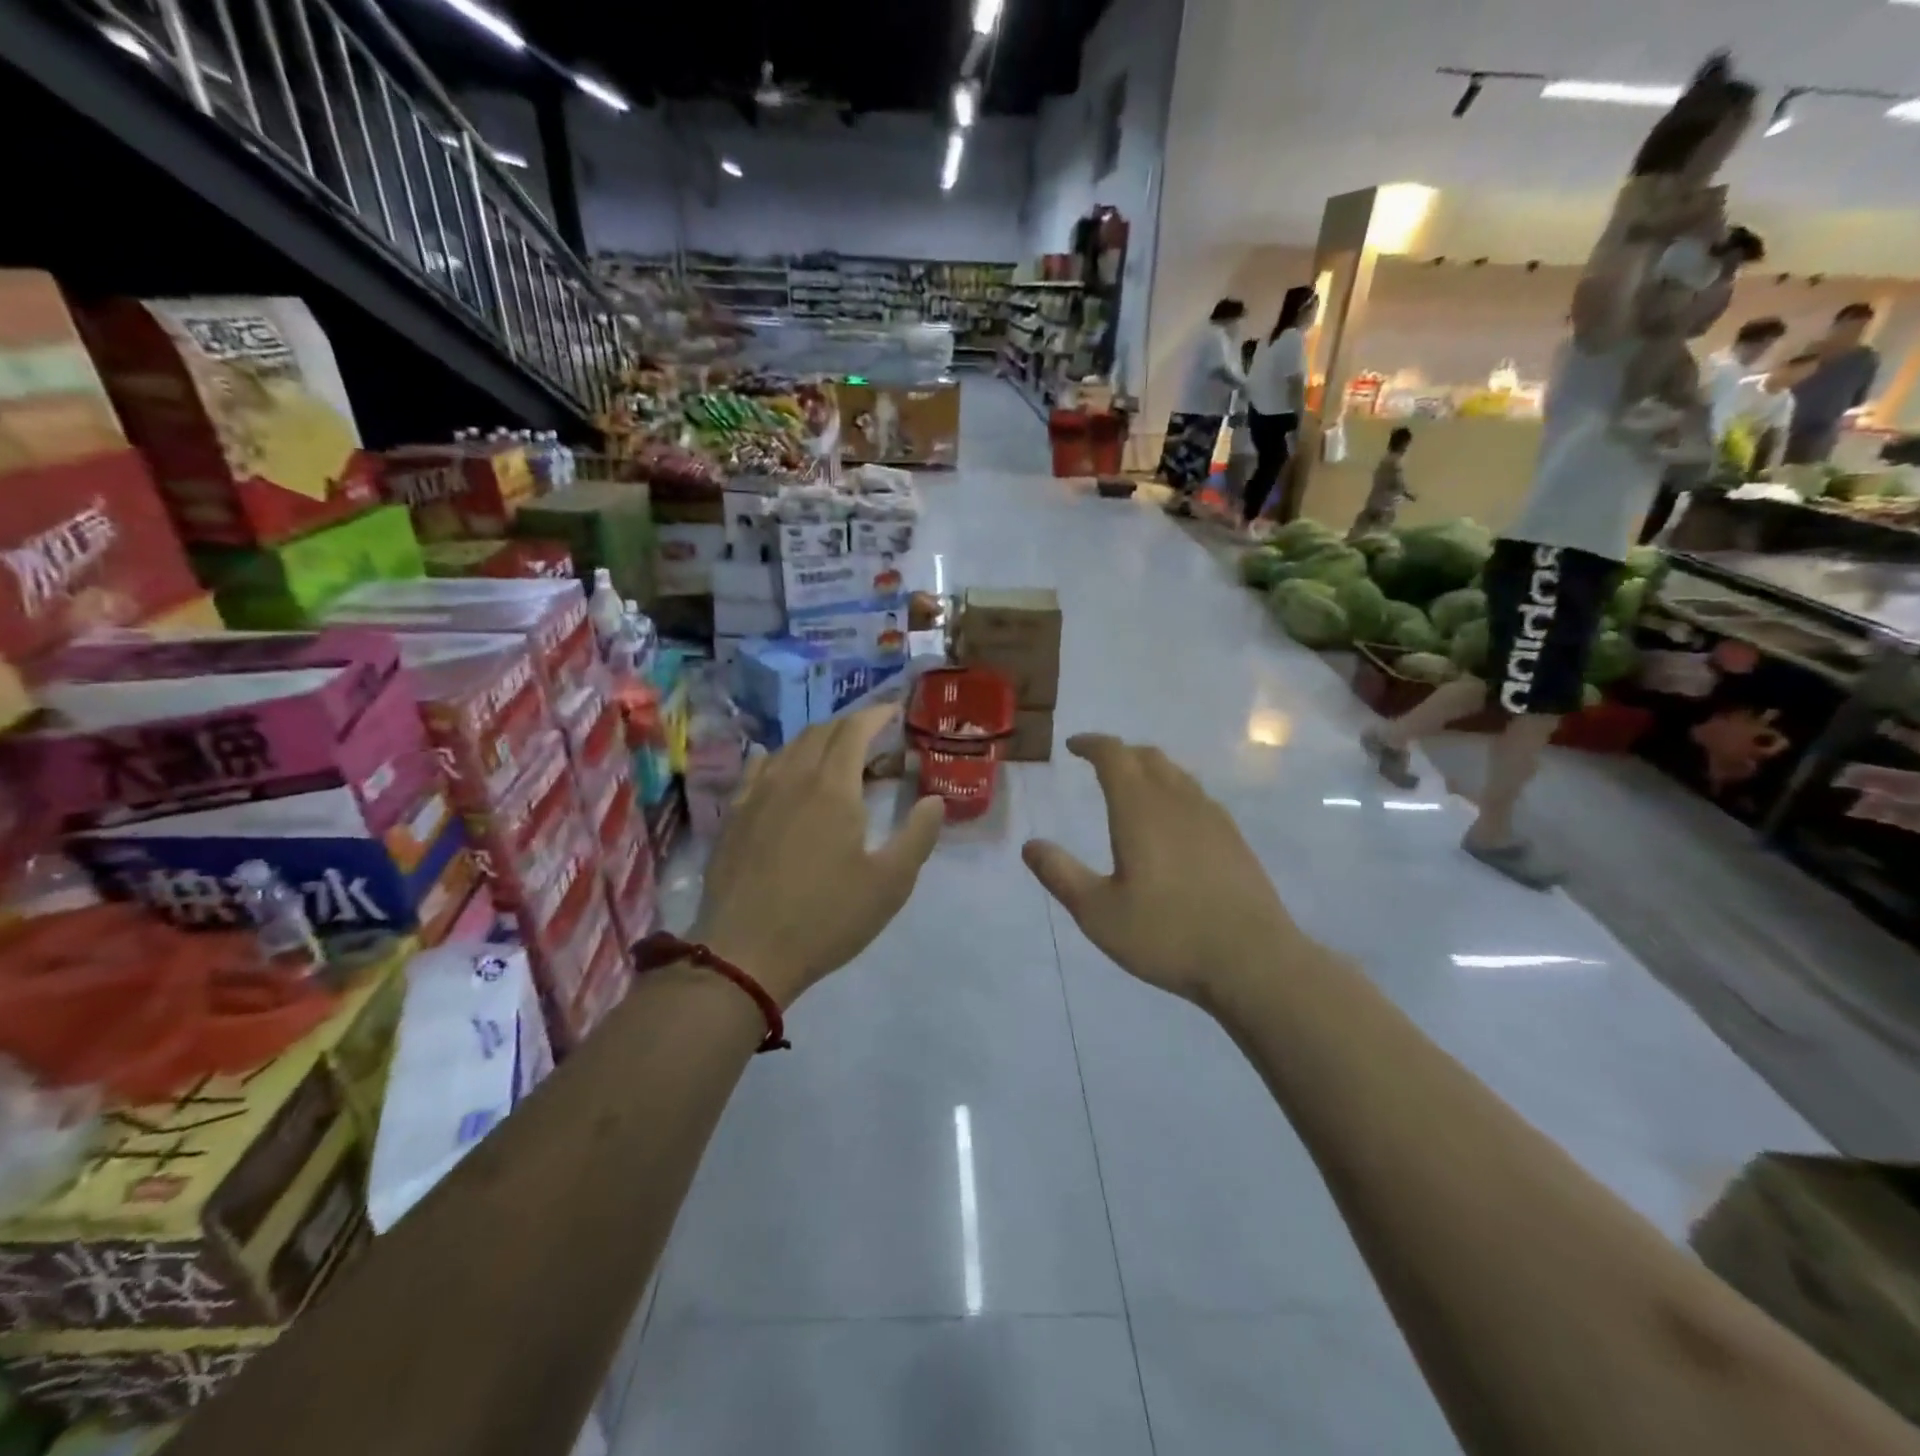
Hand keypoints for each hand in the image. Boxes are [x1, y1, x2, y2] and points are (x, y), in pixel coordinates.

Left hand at [691, 706, 943, 1005]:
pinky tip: (780, 766)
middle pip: (821, 732)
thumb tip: (934, 800)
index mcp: (832, 788)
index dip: (876, 714)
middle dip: (850, 725)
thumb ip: (918, 836)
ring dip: (817, 740)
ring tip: (835, 755)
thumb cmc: (826, 918)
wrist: (745, 954)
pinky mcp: (733, 816)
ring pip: (788, 747)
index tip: (894, 711)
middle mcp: (792, 778)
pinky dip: (779, 757)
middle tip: (874, 738)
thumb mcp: (890, 884)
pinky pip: (758, 769)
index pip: (854, 730)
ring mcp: (756, 795)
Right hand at [1021, 735, 1298, 1002]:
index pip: (1114, 755)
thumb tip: (1030, 845)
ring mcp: (1212, 818)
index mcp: (1140, 810)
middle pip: (1148, 757)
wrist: (1254, 961)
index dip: (1091, 744)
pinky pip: (1198, 796)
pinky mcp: (1234, 839)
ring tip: (1133, 787)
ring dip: (1149, 769)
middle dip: (1120, 753)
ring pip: (1177, 774)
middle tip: (1098, 763)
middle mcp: (1178, 802)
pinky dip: (1175, 791)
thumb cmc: (1167, 934)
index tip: (1073, 746)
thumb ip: (1061, 875)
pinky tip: (1173, 822)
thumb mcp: (1098, 913)